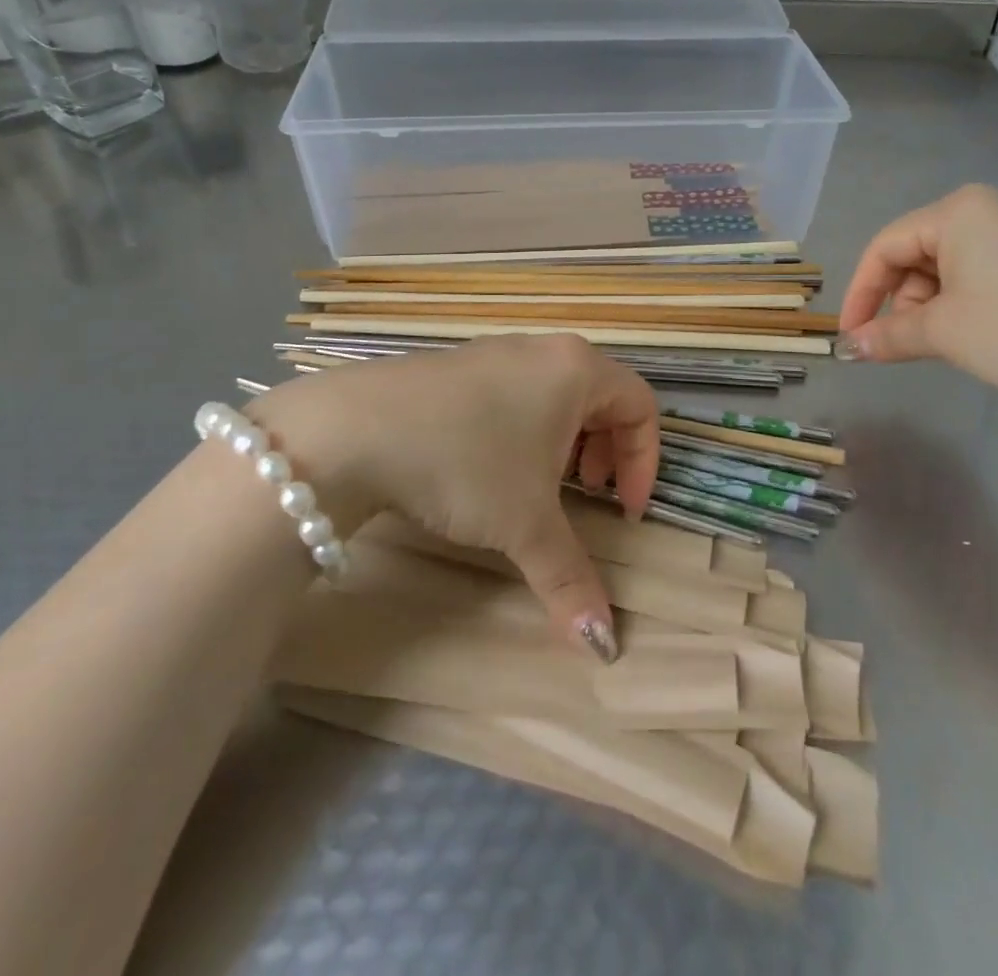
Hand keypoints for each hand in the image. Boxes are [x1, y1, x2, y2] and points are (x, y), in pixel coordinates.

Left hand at [250, 335, 658, 658]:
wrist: (354, 429)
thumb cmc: (465, 463)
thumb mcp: (525, 524)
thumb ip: (571, 579)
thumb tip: (606, 648)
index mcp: (577, 369)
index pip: (641, 405)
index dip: (644, 462)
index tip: (622, 512)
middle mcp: (543, 349)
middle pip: (601, 397)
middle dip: (604, 453)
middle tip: (585, 496)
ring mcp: (496, 350)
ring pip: (555, 395)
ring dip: (563, 443)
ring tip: (538, 485)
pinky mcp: (458, 364)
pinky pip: (514, 392)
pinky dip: (523, 429)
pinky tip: (489, 468)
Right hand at [836, 184, 997, 397]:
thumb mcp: (942, 332)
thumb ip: (887, 336)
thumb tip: (847, 348)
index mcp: (955, 211)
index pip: (885, 247)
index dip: (861, 293)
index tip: (850, 336)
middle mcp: (984, 211)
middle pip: (915, 256)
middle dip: (902, 302)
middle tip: (905, 345)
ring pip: (946, 269)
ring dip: (932, 308)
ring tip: (947, 344)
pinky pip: (978, 276)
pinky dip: (962, 306)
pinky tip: (976, 335)